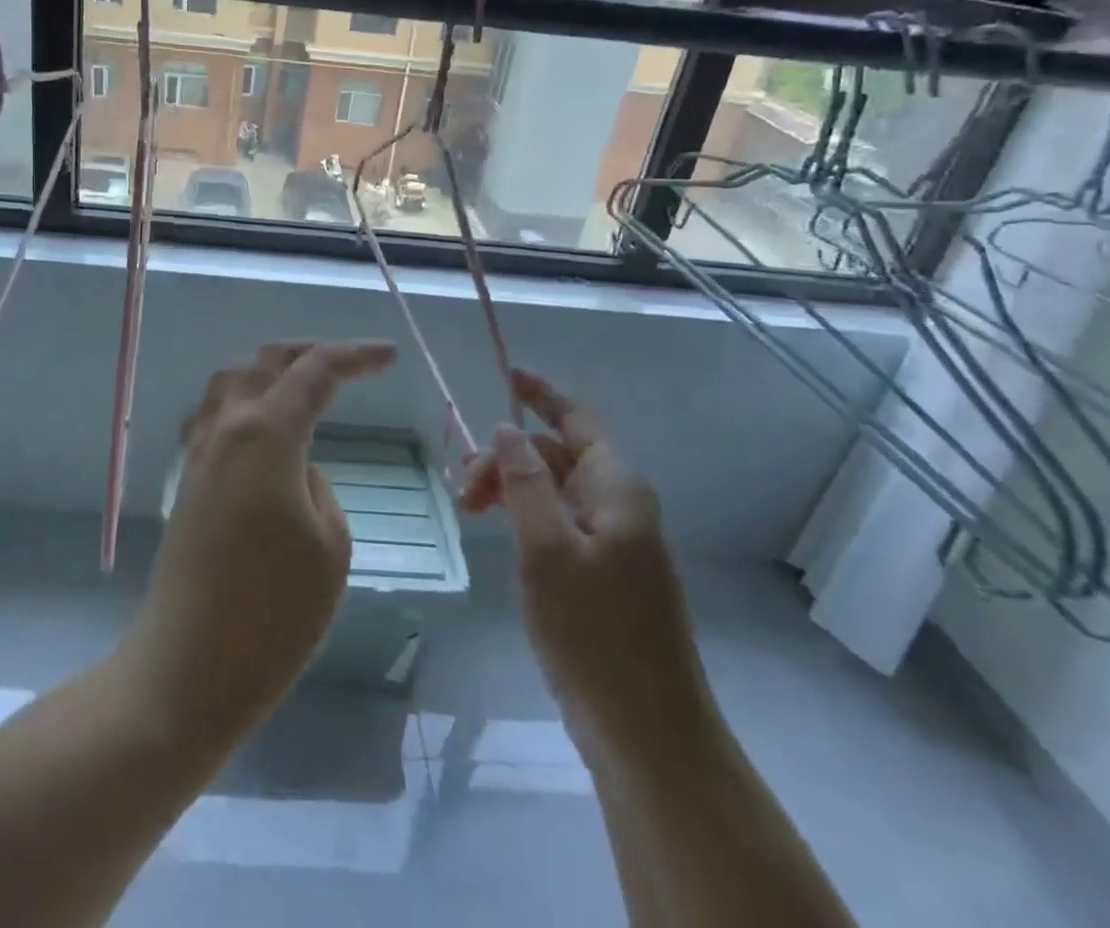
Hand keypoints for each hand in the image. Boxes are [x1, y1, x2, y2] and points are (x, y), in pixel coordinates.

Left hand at [124, 340, 397, 743]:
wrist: (185, 669)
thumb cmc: (272, 614)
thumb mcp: (330, 547)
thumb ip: (319, 488)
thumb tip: (297, 469)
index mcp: (266, 434)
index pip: (314, 370)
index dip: (355, 355)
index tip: (390, 356)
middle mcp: (226, 428)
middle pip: (266, 361)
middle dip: (311, 351)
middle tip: (352, 363)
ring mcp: (199, 454)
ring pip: (231, 380)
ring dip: (270, 370)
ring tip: (304, 385)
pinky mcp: (187, 482)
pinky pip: (214, 415)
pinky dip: (244, 400)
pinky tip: (260, 426)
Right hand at [460, 368, 714, 757]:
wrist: (647, 734)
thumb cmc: (594, 633)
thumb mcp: (547, 549)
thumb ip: (525, 483)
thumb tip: (508, 429)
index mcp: (617, 490)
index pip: (577, 419)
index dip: (542, 393)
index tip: (504, 375)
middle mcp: (621, 506)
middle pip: (559, 454)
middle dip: (509, 455)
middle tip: (462, 487)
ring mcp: (617, 543)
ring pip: (556, 490)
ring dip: (513, 487)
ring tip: (469, 509)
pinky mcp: (607, 576)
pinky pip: (561, 523)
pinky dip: (527, 516)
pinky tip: (501, 534)